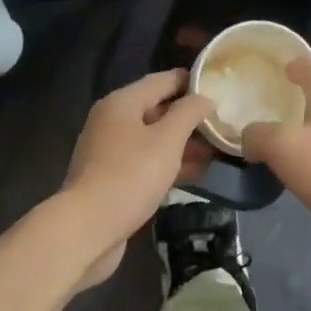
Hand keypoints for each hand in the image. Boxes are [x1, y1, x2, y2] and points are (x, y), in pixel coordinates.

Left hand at [61, 69, 214, 288]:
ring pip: (153, 139)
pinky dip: (169, 164)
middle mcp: (112, 121)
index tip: (220, 85)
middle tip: (223, 122)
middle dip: (190, 117)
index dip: (191, 81)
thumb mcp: (167, 140)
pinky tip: (196, 173)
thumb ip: (189, 113)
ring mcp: (110, 152)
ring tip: (217, 150)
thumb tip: (204, 97)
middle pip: (157, 109)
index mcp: (122, 103)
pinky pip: (146, 162)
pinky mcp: (112, 179)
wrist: (87, 230)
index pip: (163, 80)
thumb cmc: (130, 175)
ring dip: (183, 143)